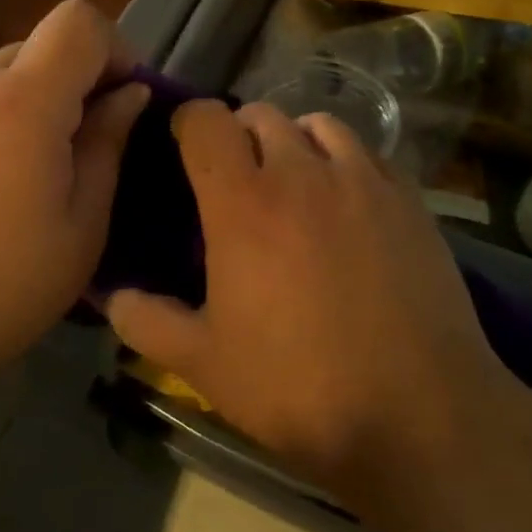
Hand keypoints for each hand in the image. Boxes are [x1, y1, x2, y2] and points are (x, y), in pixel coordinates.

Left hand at [0, 0, 149, 402]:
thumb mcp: (80, 228)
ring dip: (26, 103)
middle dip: (72, 83)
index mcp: (21, 101)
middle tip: (79, 153)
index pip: (79, 21)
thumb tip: (128, 95)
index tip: (122, 101)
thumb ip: (108, 145)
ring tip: (21, 177)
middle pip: (37, 46)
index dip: (114, 49)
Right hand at [107, 102, 519, 502]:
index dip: (187, 124)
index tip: (182, 149)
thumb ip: (146, 321)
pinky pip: (367, 153)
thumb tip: (111, 295)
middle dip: (238, 135)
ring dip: (294, 141)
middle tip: (235, 181)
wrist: (420, 416)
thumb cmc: (299, 387)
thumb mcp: (204, 364)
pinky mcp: (409, 199)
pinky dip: (344, 161)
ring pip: (317, 124)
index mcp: (243, 202)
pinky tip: (346, 204)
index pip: (206, 120)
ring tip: (293, 183)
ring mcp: (362, 181)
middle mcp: (302, 172)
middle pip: (260, 115)